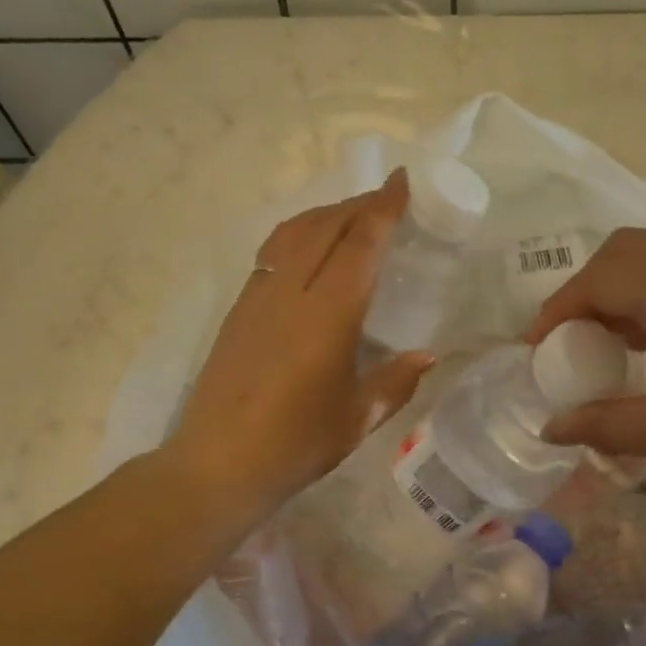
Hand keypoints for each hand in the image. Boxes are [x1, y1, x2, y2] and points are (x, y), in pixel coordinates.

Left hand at [173, 171, 433, 519]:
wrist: (218, 463)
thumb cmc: (296, 444)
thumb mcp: (357, 417)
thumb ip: (395, 381)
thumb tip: (426, 356)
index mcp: (328, 314)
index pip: (360, 243)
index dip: (383, 208)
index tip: (402, 181)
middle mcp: (291, 292)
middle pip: (324, 226)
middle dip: (357, 204)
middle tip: (386, 198)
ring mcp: (258, 297)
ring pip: (293, 233)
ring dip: (325, 214)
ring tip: (350, 216)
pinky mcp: (238, 310)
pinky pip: (273, 253)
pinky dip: (300, 235)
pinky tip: (310, 251)